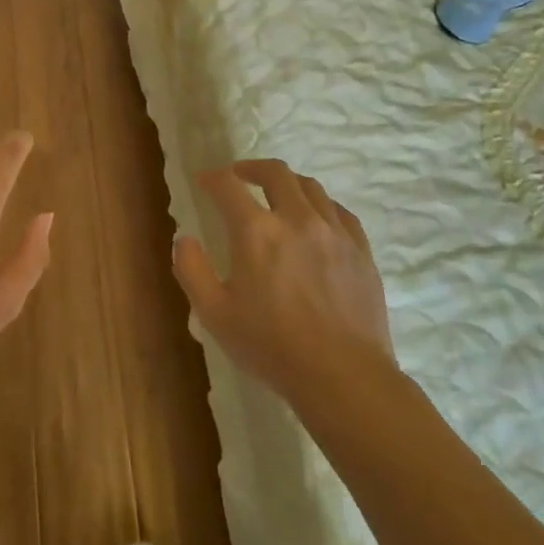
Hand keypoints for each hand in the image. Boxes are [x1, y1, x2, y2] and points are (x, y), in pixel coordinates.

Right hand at [172, 160, 393, 401]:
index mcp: (256, 231)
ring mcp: (334, 232)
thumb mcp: (214, 314)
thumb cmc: (271, 347)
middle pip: (274, 172)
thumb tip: (183, 239)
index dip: (211, 178)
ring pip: (310, 187)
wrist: (343, 376)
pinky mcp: (360, 250)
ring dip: (287, 183)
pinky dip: (320, 205)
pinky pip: (339, 211)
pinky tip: (315, 219)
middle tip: (239, 177)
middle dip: (251, 168)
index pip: (228, 185)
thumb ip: (191, 270)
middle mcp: (296, 218)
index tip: (203, 181)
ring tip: (277, 194)